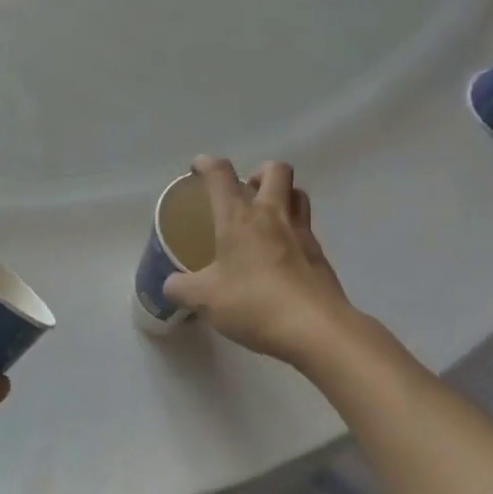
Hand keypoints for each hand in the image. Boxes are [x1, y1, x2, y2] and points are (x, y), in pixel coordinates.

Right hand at [164, 157, 362, 366]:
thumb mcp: (203, 299)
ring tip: (265, 218)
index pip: (221, 174)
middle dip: (258, 171)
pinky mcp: (320, 257)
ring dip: (282, 196)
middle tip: (244, 191)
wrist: (316, 329)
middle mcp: (273, 215)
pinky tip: (279, 257)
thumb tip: (172, 284)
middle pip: (275, 170)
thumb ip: (180, 287)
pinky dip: (292, 232)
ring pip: (298, 194)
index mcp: (238, 217)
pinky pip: (306, 229)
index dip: (206, 164)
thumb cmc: (254, 303)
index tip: (197, 168)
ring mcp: (302, 234)